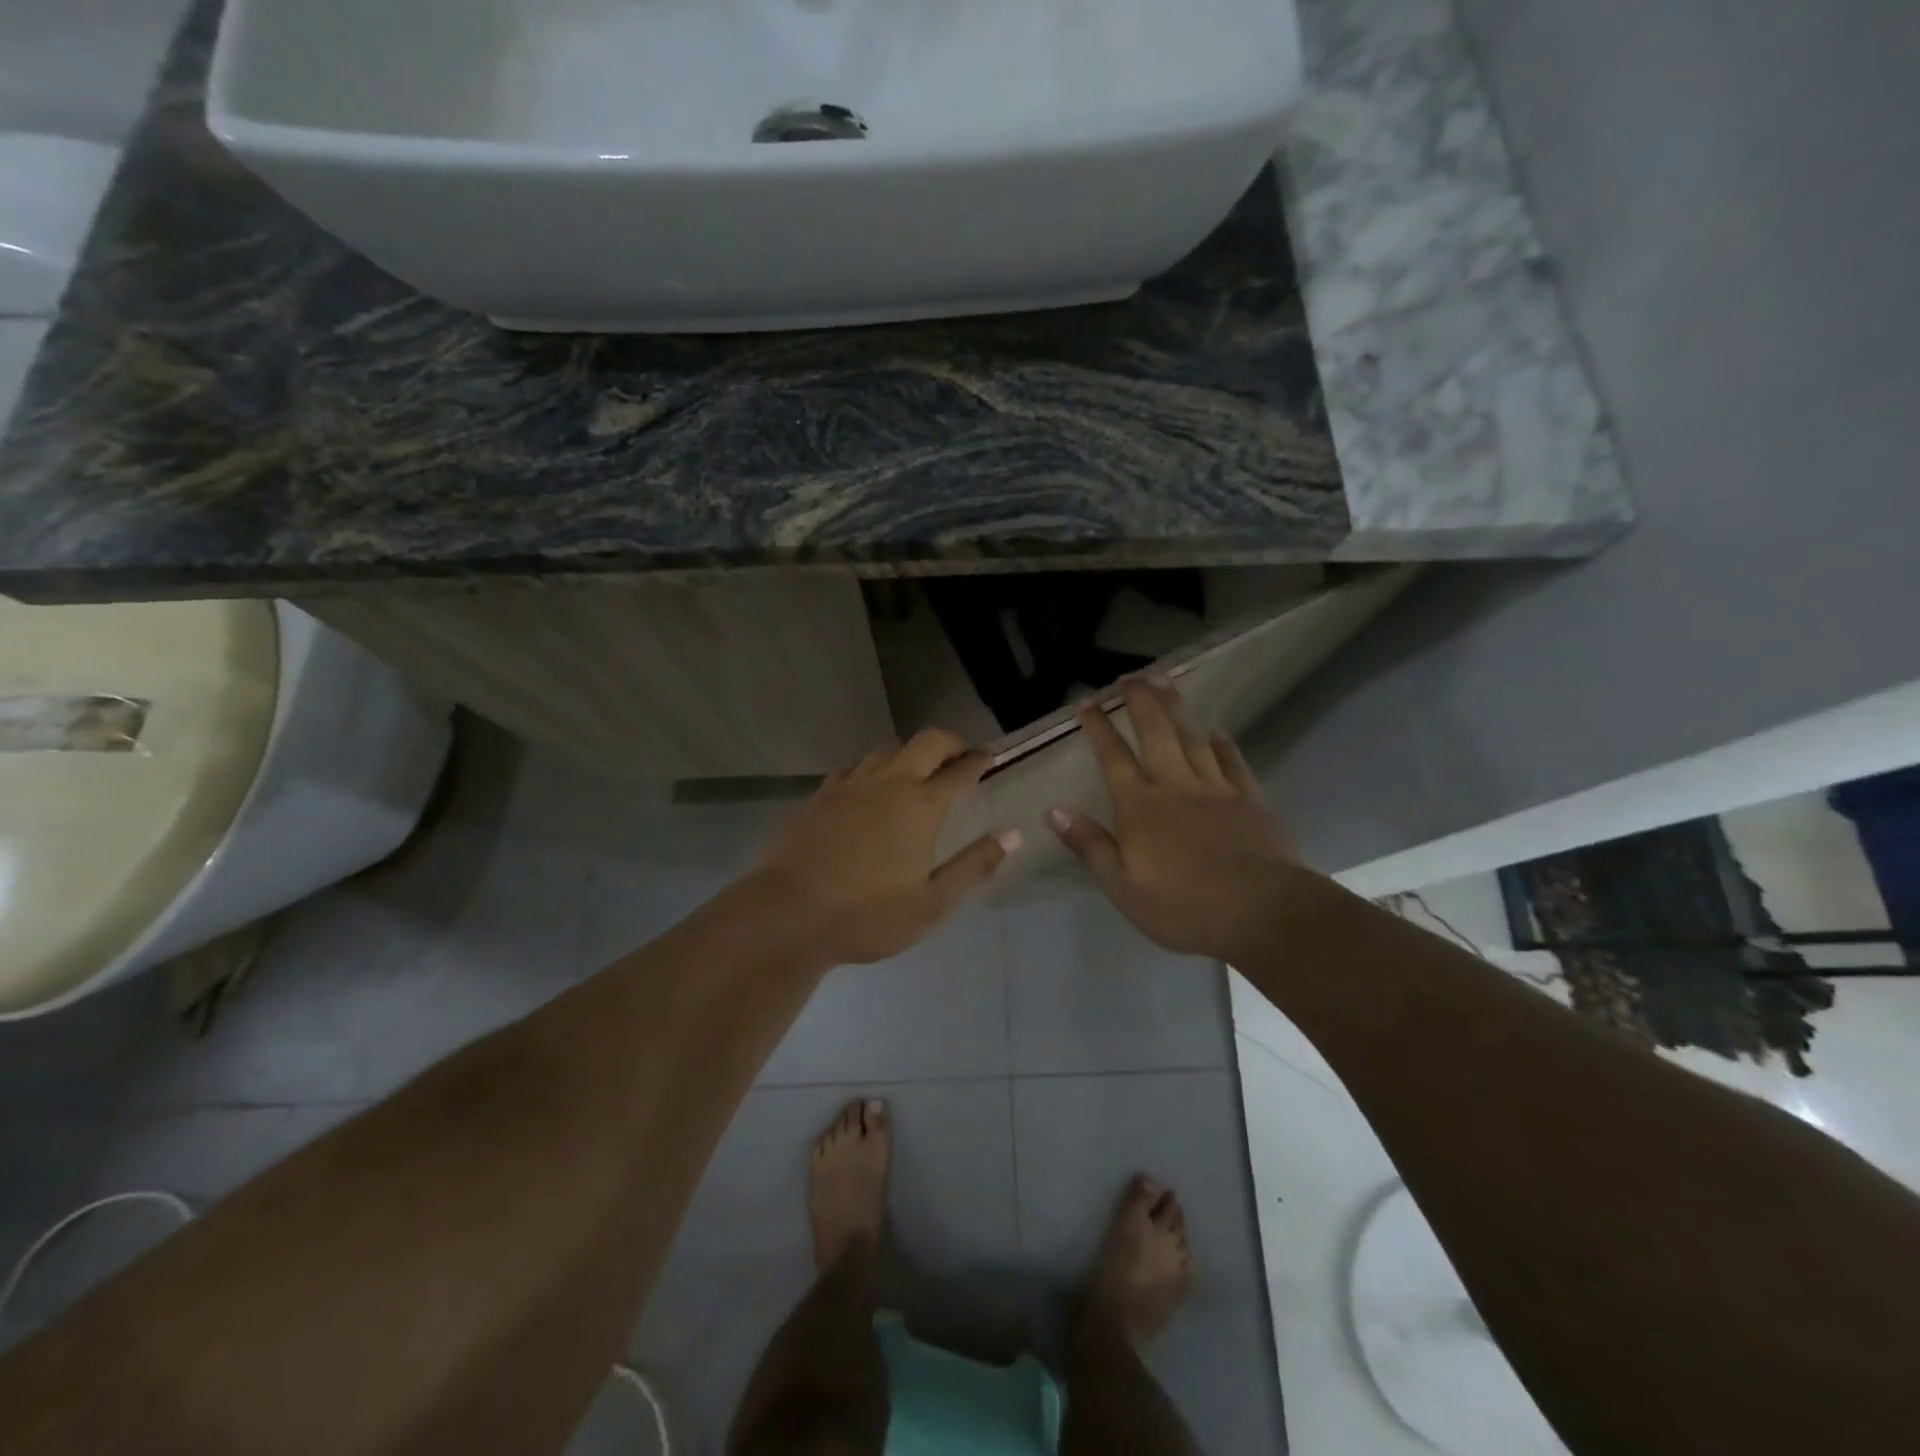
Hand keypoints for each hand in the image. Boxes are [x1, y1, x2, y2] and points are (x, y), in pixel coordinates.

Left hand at [752, 728, 1020, 964]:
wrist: (787, 914)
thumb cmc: (867, 915)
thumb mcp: (932, 903)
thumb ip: (974, 866)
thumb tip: (1013, 835)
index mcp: (921, 805)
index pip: (959, 770)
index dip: (979, 760)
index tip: (990, 756)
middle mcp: (888, 783)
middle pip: (925, 743)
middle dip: (948, 742)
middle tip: (960, 754)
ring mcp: (849, 786)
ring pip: (886, 750)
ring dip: (908, 752)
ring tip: (916, 769)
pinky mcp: (819, 796)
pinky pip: (853, 767)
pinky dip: (872, 767)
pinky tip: (868, 785)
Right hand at [1049, 679, 1304, 960]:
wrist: (1263, 912)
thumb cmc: (1184, 907)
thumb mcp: (1123, 888)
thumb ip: (1090, 846)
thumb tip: (1054, 811)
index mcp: (1140, 807)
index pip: (1113, 758)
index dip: (1098, 728)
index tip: (1087, 702)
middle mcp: (1175, 786)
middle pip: (1155, 733)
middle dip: (1140, 701)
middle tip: (1130, 676)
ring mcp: (1215, 788)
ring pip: (1191, 737)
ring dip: (1176, 707)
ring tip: (1165, 681)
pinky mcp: (1249, 799)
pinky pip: (1231, 761)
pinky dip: (1221, 742)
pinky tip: (1215, 730)